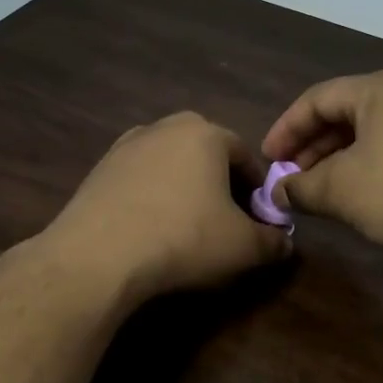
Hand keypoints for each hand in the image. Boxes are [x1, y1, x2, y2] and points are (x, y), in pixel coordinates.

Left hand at [43, 112, 292, 306]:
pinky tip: (150, 228)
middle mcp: (164, 127)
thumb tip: (284, 243)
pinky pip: (138, 180)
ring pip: (169, 164)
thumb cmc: (184, 238)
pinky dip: (150, 197)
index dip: (256, 188)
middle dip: (219, 182)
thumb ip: (272, 241)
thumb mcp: (243, 247)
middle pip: (205, 152)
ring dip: (182, 187)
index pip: (245, 155)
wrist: (99, 255)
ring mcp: (125, 146)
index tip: (257, 218)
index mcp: (205, 133)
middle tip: (224, 218)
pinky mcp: (98, 170)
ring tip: (185, 225)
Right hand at [261, 68, 382, 265]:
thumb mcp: (342, 191)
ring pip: (373, 132)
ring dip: (340, 160)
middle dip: (313, 148)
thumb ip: (301, 187)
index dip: (286, 129)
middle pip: (346, 113)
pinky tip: (363, 196)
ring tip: (322, 192)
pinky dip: (371, 165)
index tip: (267, 161)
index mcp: (381, 88)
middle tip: (292, 180)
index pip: (317, 99)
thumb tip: (278, 192)